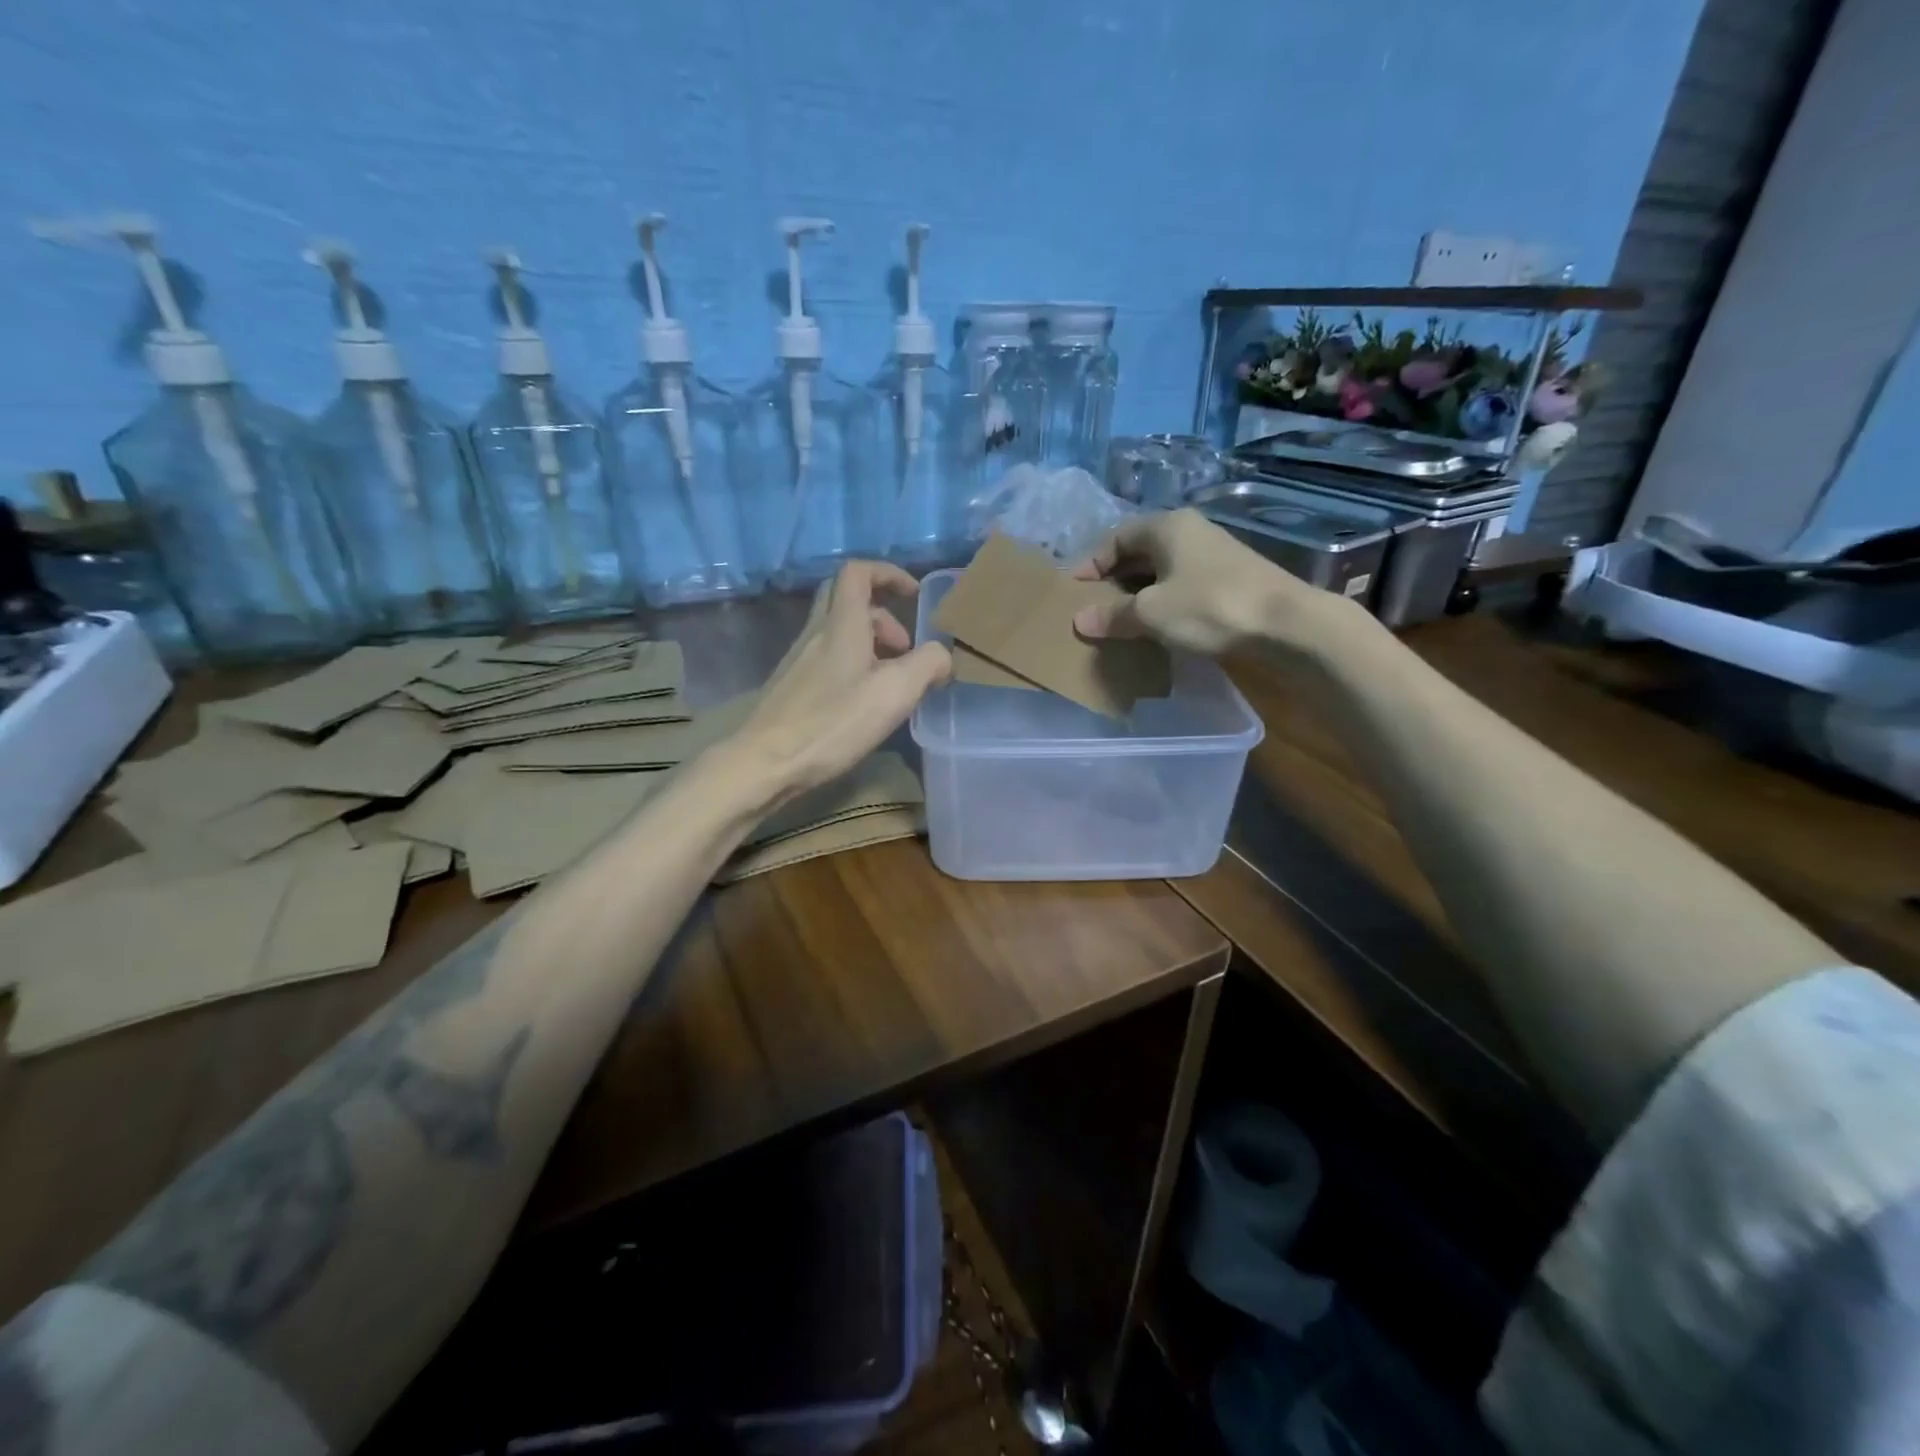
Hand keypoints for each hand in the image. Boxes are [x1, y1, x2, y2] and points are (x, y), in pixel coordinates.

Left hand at [727, 561, 951, 803]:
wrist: (766, 762)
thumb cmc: (833, 723)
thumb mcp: (895, 693)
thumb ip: (927, 665)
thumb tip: (943, 655)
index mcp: (841, 624)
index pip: (858, 572)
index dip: (888, 574)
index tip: (913, 596)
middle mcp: (816, 632)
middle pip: (846, 599)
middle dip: (882, 613)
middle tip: (904, 646)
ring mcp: (799, 659)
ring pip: (838, 631)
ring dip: (869, 643)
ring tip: (891, 682)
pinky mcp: (792, 685)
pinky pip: (828, 657)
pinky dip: (853, 664)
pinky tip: (864, 702)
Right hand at [1071, 508, 1370, 658]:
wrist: (1286, 624)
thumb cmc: (1209, 607)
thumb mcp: (1151, 613)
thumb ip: (1113, 616)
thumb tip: (1080, 621)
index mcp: (1167, 527)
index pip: (1115, 538)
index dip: (1090, 563)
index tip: (1073, 591)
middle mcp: (1189, 532)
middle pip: (1138, 552)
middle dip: (1113, 579)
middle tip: (1093, 608)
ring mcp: (1212, 554)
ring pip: (1161, 570)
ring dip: (1137, 593)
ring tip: (1119, 620)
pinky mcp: (1229, 579)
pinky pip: (1181, 585)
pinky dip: (1162, 602)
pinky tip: (1156, 626)